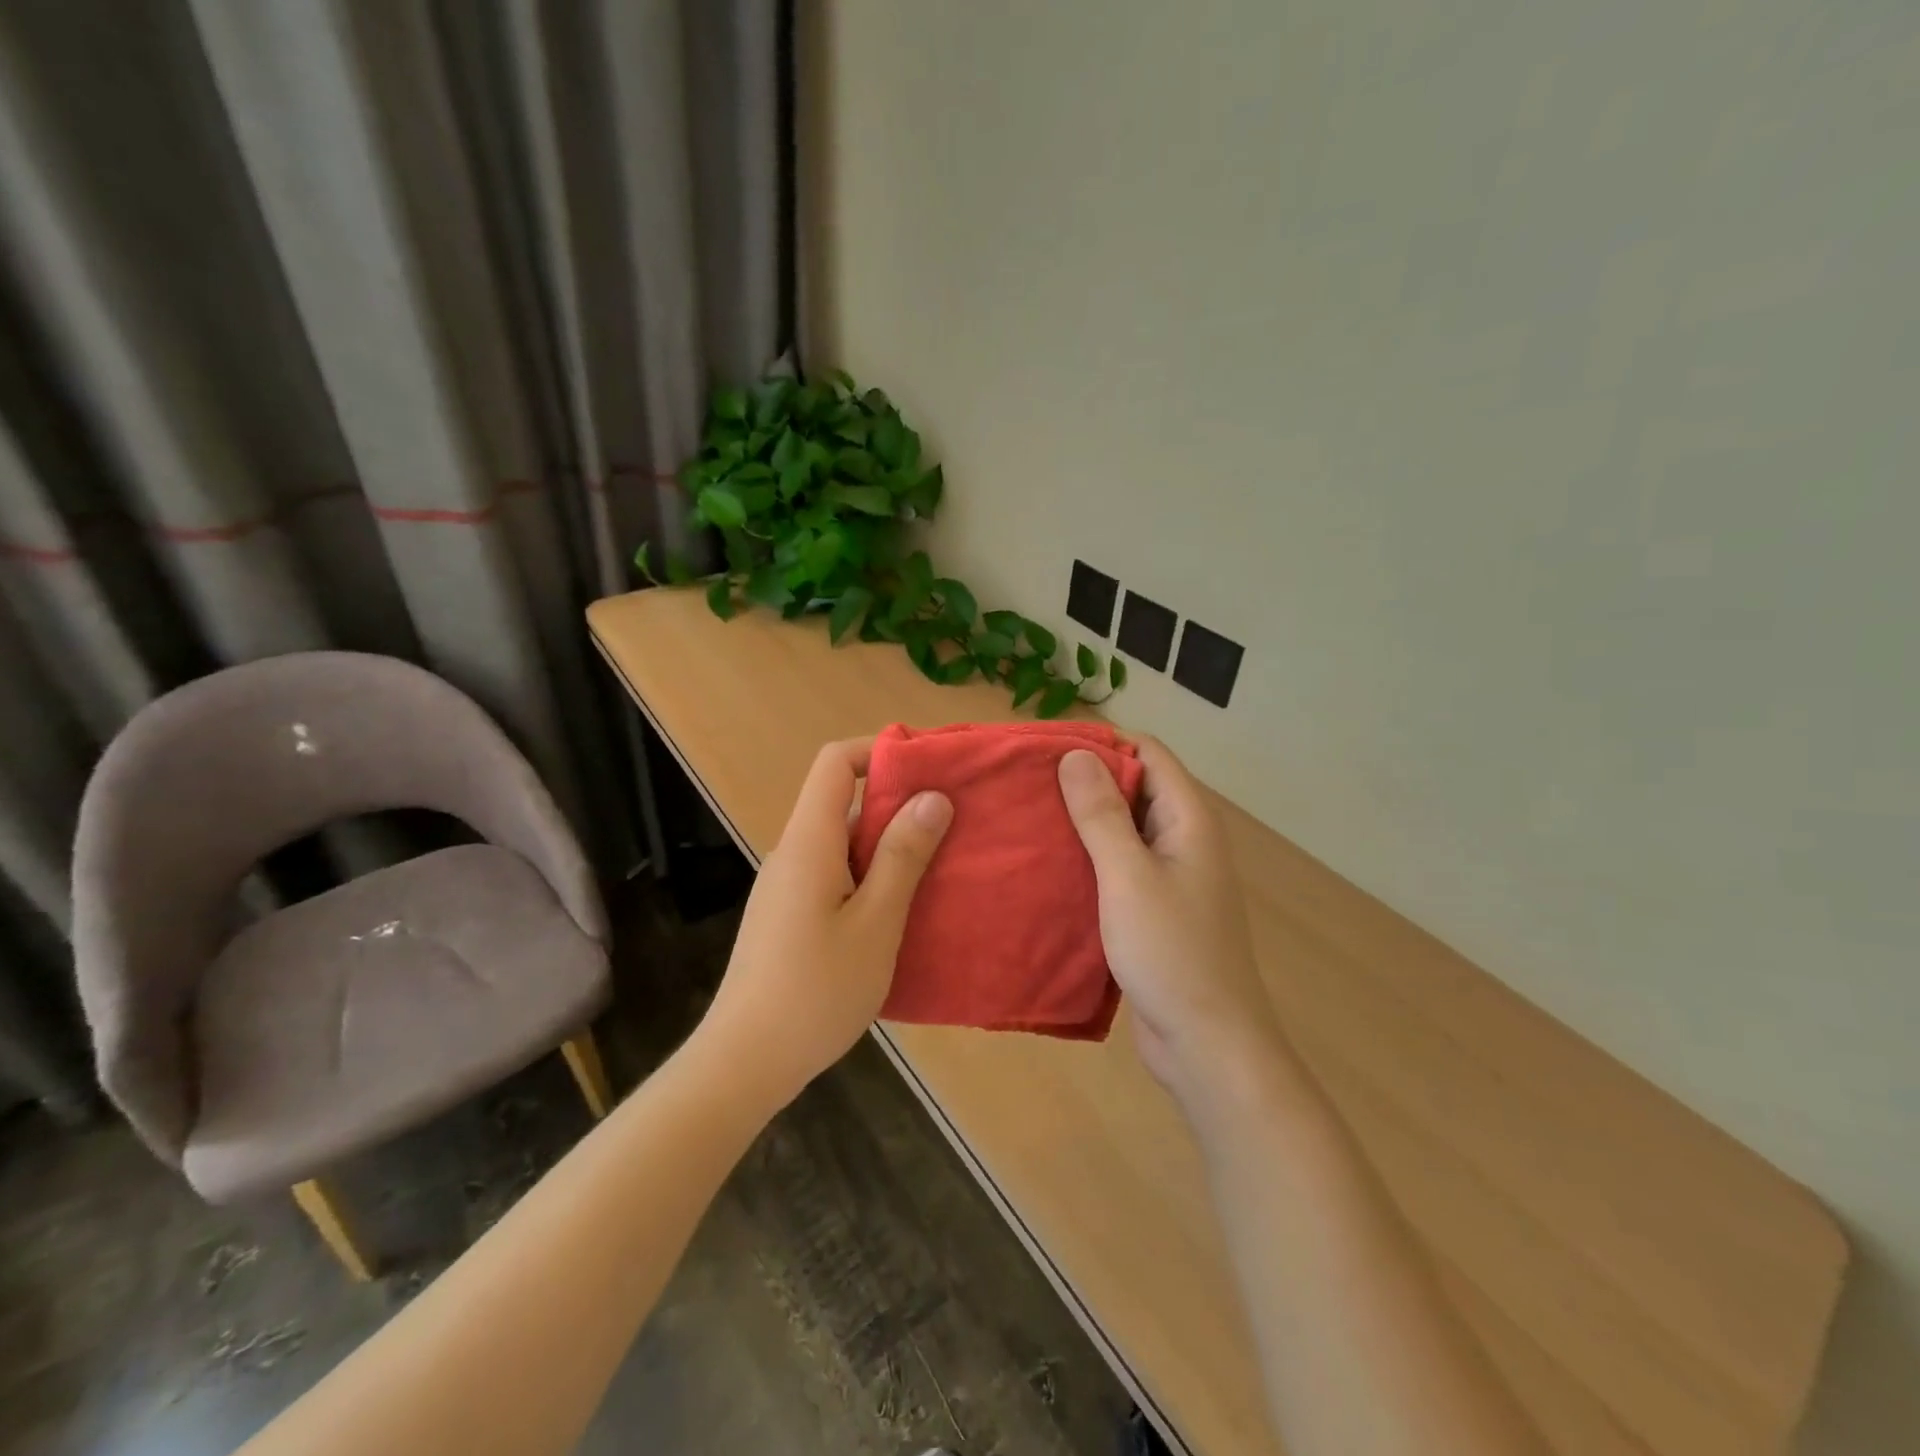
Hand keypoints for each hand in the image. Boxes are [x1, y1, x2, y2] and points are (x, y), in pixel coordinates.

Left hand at [701, 737, 951, 1106]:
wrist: (745, 1063)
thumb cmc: (816, 990)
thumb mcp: (876, 923)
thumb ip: (903, 856)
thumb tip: (932, 797)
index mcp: (809, 842)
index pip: (834, 763)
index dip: (879, 751)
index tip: (928, 768)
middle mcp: (793, 854)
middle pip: (842, 801)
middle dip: (897, 802)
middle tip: (951, 821)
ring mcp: (787, 887)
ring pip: (842, 843)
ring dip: (888, 845)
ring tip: (938, 864)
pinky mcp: (789, 917)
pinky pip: (834, 875)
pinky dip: (870, 875)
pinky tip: (901, 910)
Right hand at [1058, 738, 1284, 1107]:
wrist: (1207, 1044)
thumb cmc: (1171, 953)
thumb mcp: (1128, 876)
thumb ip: (1102, 815)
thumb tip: (1075, 754)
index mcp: (1188, 819)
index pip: (1148, 752)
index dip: (1101, 742)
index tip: (1047, 748)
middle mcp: (1183, 838)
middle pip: (1135, 786)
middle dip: (1085, 780)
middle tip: (1027, 782)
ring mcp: (1170, 875)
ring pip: (1124, 828)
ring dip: (1083, 820)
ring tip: (1028, 817)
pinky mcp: (1154, 908)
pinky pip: (1119, 865)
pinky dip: (1088, 857)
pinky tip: (1048, 864)